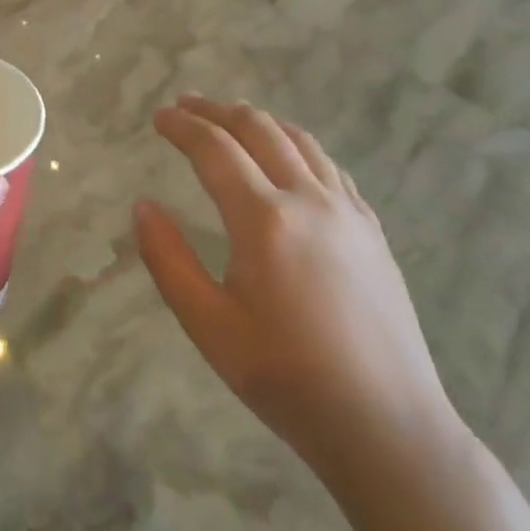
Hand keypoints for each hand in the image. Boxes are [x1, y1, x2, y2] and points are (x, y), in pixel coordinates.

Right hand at [136, 95, 457, 477]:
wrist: (386, 426)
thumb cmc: (285, 377)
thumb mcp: (208, 324)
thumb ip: (168, 259)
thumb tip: (143, 206)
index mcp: (264, 219)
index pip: (214, 150)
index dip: (182, 127)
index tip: (158, 116)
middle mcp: (308, 200)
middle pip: (259, 130)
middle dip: (217, 111)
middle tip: (186, 105)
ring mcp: (348, 213)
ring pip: (300, 141)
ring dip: (259, 121)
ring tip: (231, 117)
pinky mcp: (372, 231)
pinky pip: (330, 167)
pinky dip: (298, 146)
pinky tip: (289, 157)